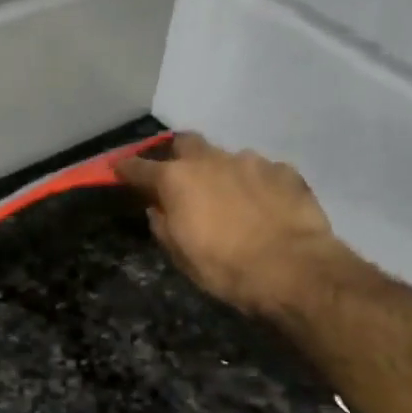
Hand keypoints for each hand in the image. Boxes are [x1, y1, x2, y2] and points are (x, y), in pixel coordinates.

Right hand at [116, 132, 346, 316]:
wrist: (292, 269)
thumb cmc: (224, 269)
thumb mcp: (181, 256)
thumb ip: (164, 226)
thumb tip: (158, 209)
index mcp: (178, 180)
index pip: (141, 167)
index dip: (127, 169)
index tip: (120, 170)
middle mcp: (212, 160)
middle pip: (186, 143)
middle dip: (178, 155)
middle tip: (179, 176)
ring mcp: (251, 161)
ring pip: (227, 158)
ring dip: (221, 173)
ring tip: (230, 199)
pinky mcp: (284, 171)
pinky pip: (262, 172)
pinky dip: (255, 185)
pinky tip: (263, 206)